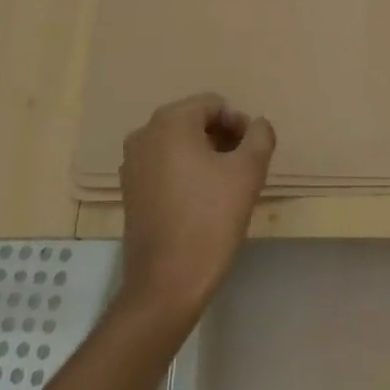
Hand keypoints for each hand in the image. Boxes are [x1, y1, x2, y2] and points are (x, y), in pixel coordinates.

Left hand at [117, 93, 274, 327]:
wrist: (167, 284)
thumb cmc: (210, 219)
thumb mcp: (249, 172)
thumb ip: (260, 136)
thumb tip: (257, 125)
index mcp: (170, 122)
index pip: (214, 105)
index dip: (239, 125)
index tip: (252, 154)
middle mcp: (144, 134)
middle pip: (194, 121)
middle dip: (222, 138)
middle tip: (243, 168)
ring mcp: (132, 163)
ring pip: (179, 144)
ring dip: (205, 155)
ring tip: (225, 186)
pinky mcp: (129, 191)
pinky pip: (164, 166)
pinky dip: (186, 172)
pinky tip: (202, 201)